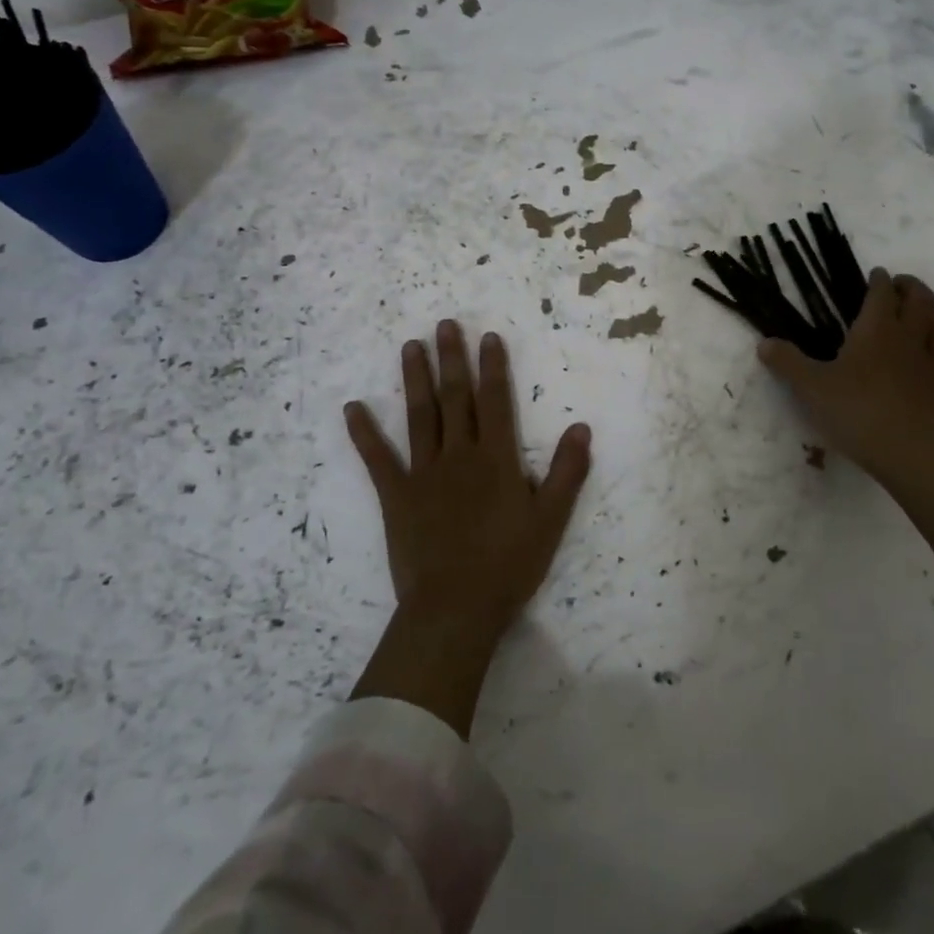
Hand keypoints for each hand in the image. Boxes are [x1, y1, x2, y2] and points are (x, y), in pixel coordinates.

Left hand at [344, 321, 591, 636]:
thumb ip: (566, 472)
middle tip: (444, 325)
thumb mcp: (551, 520)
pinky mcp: (396, 496)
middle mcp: (460, 454)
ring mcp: (424, 473)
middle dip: (452, 359)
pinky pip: (377, 459)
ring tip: (410, 347)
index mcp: (497, 458)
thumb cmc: (509, 565)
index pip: (495, 401)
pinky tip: (353, 408)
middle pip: (456, 397)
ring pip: (420, 416)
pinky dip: (364, 433)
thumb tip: (581, 427)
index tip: (488, 337)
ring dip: (415, 380)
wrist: (456, 609)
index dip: (493, 367)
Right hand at [757, 267, 933, 485]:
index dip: (879, 280)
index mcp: (877, 329)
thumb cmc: (856, 410)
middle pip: (920, 301)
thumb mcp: (810, 386)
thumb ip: (787, 362)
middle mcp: (909, 338)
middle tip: (900, 284)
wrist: (907, 452)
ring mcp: (932, 364)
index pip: (882, 292)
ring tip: (923, 309)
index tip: (875, 274)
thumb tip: (764, 344)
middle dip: (911, 287)